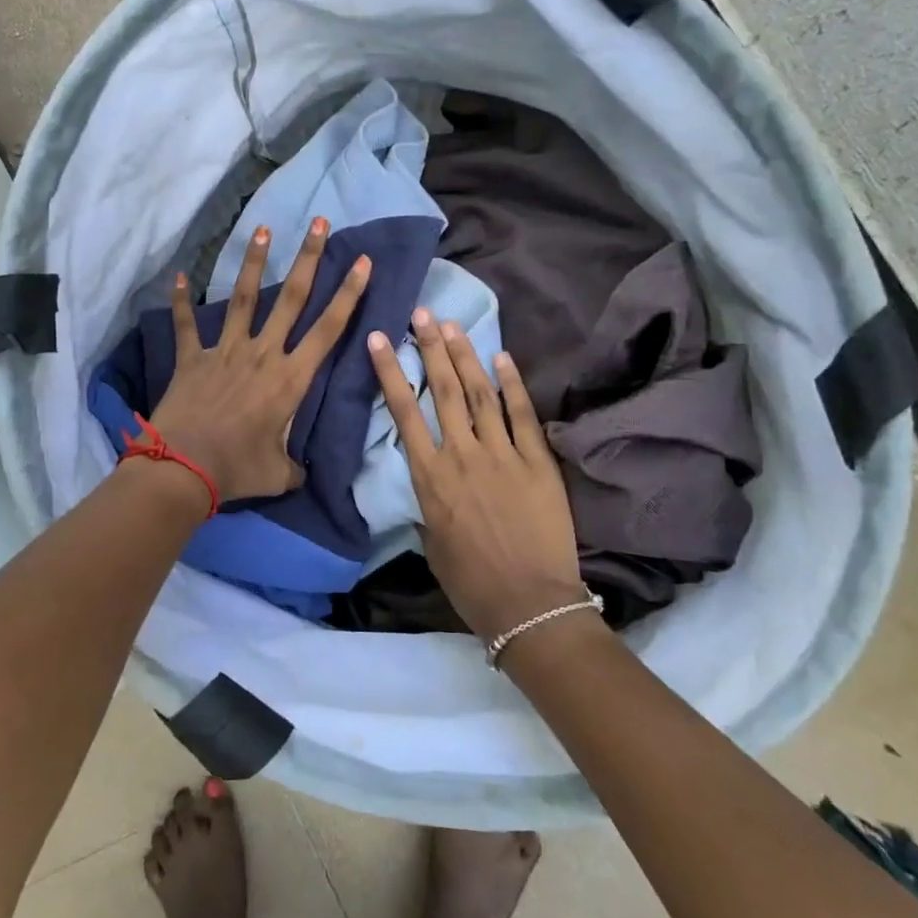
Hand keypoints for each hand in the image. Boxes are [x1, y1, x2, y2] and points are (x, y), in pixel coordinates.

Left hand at [147, 219, 370, 502]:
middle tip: (319, 223)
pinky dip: (181, 302)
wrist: (183, 468)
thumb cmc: (238, 469)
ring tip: (264, 230)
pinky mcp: (192, 359)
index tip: (362, 263)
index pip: (328, 330)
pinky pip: (186, 325)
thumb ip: (294, 467)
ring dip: (255, 263)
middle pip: (291, 298)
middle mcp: (262, 354)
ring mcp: (225, 352)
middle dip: (309, 259)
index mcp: (290, 379)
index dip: (348, 295)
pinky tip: (179, 276)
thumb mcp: (279, 474)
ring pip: (243, 299)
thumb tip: (300, 472)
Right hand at [368, 311, 583, 639]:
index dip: (391, 372)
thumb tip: (430, 483)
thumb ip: (428, 504)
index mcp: (430, 477)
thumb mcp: (431, 543)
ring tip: (452, 325)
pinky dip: (512, 384)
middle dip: (430, 348)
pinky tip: (502, 357)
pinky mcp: (537, 462)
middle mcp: (462, 455)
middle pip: (442, 390)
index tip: (380, 339)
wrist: (528, 603)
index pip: (404, 413)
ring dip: (465, 356)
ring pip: (479, 394)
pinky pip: (522, 414)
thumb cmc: (470, 581)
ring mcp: (503, 454)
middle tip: (421, 314)